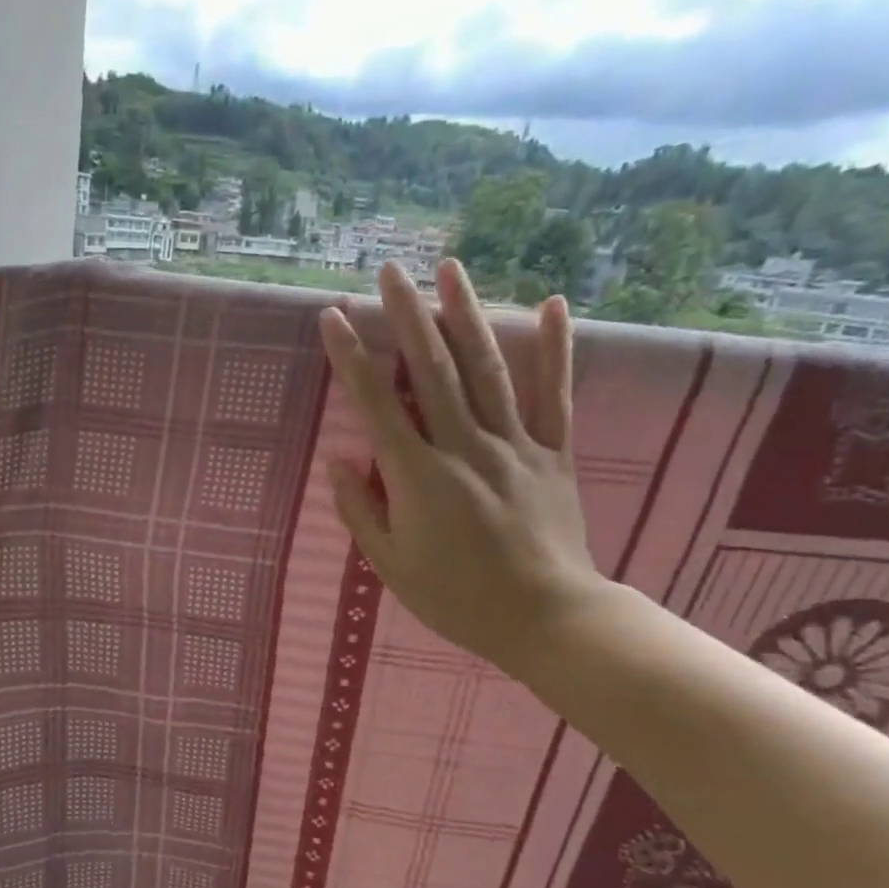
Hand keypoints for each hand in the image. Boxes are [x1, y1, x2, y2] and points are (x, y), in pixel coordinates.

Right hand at [321, 260, 604, 677]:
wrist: (544, 618)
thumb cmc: (455, 598)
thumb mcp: (391, 566)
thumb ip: (362, 511)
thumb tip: (339, 463)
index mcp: (419, 477)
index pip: (377, 405)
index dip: (352, 359)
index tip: (333, 318)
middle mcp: (465, 447)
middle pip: (432, 371)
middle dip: (407, 317)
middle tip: (389, 272)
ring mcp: (514, 445)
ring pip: (487, 370)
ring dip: (467, 315)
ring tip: (449, 269)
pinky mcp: (553, 454)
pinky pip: (554, 395)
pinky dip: (555, 349)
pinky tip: (552, 304)